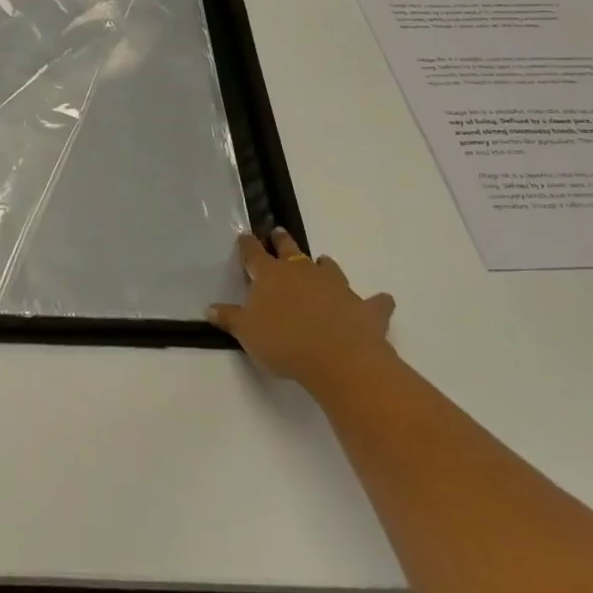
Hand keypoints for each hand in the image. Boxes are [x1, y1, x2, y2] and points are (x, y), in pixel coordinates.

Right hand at [208, 229, 395, 382]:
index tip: (244, 235)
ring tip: (321, 262)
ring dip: (324, 265)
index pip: (254, 254)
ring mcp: (336, 286)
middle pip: (290, 250)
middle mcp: (303, 272)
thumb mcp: (247, 333)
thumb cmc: (284, 342)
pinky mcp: (365, 307)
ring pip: (328, 267)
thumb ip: (229, 318)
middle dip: (282, 240)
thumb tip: (210, 308)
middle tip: (279, 232)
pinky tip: (382, 301)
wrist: (338, 359)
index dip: (248, 245)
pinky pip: (374, 301)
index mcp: (271, 276)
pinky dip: (376, 301)